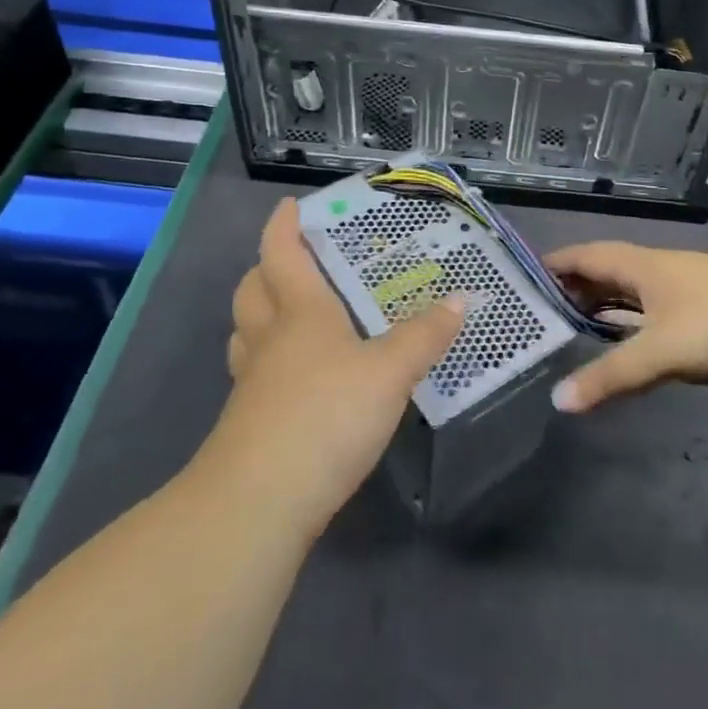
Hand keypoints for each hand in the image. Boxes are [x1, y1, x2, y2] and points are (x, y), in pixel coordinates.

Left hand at [210, 198, 464, 536]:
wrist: (260, 502)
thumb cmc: (326, 415)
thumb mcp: (390, 372)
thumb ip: (426, 336)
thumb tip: (461, 299)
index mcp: (300, 313)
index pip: (282, 255)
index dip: (283, 227)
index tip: (289, 206)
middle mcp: (269, 340)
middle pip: (253, 291)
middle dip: (266, 268)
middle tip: (293, 260)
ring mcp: (253, 384)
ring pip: (245, 333)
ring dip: (260, 314)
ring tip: (290, 313)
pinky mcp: (250, 424)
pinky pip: (255, 374)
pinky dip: (270, 361)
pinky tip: (298, 377)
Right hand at [545, 242, 707, 411]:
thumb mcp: (663, 351)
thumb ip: (611, 376)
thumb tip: (558, 401)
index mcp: (648, 265)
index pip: (590, 254)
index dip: (558, 262)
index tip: (525, 276)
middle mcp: (665, 270)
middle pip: (611, 271)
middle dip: (577, 286)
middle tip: (543, 309)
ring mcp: (690, 292)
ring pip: (635, 293)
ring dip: (606, 306)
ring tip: (575, 326)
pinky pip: (655, 314)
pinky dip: (633, 325)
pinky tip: (627, 344)